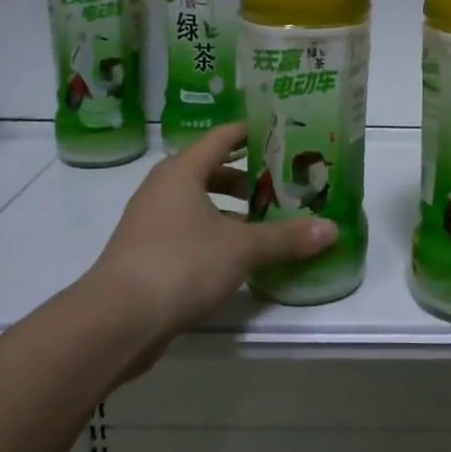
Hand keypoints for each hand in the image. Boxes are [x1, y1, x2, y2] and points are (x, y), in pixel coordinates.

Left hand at [81, 121, 335, 341]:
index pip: (223, 137)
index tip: (284, 132)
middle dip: (249, 176)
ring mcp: (152, 221)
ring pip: (200, 203)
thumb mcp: (242, 248)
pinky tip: (240, 254)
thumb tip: (332, 230)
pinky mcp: (148, 252)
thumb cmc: (181, 263)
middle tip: (285, 182)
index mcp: (182, 171)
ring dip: (233, 209)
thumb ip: (286, 237)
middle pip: (212, 169)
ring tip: (268, 220)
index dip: (253, 132)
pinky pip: (190, 230)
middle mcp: (163, 188)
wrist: (118, 319)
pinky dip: (216, 233)